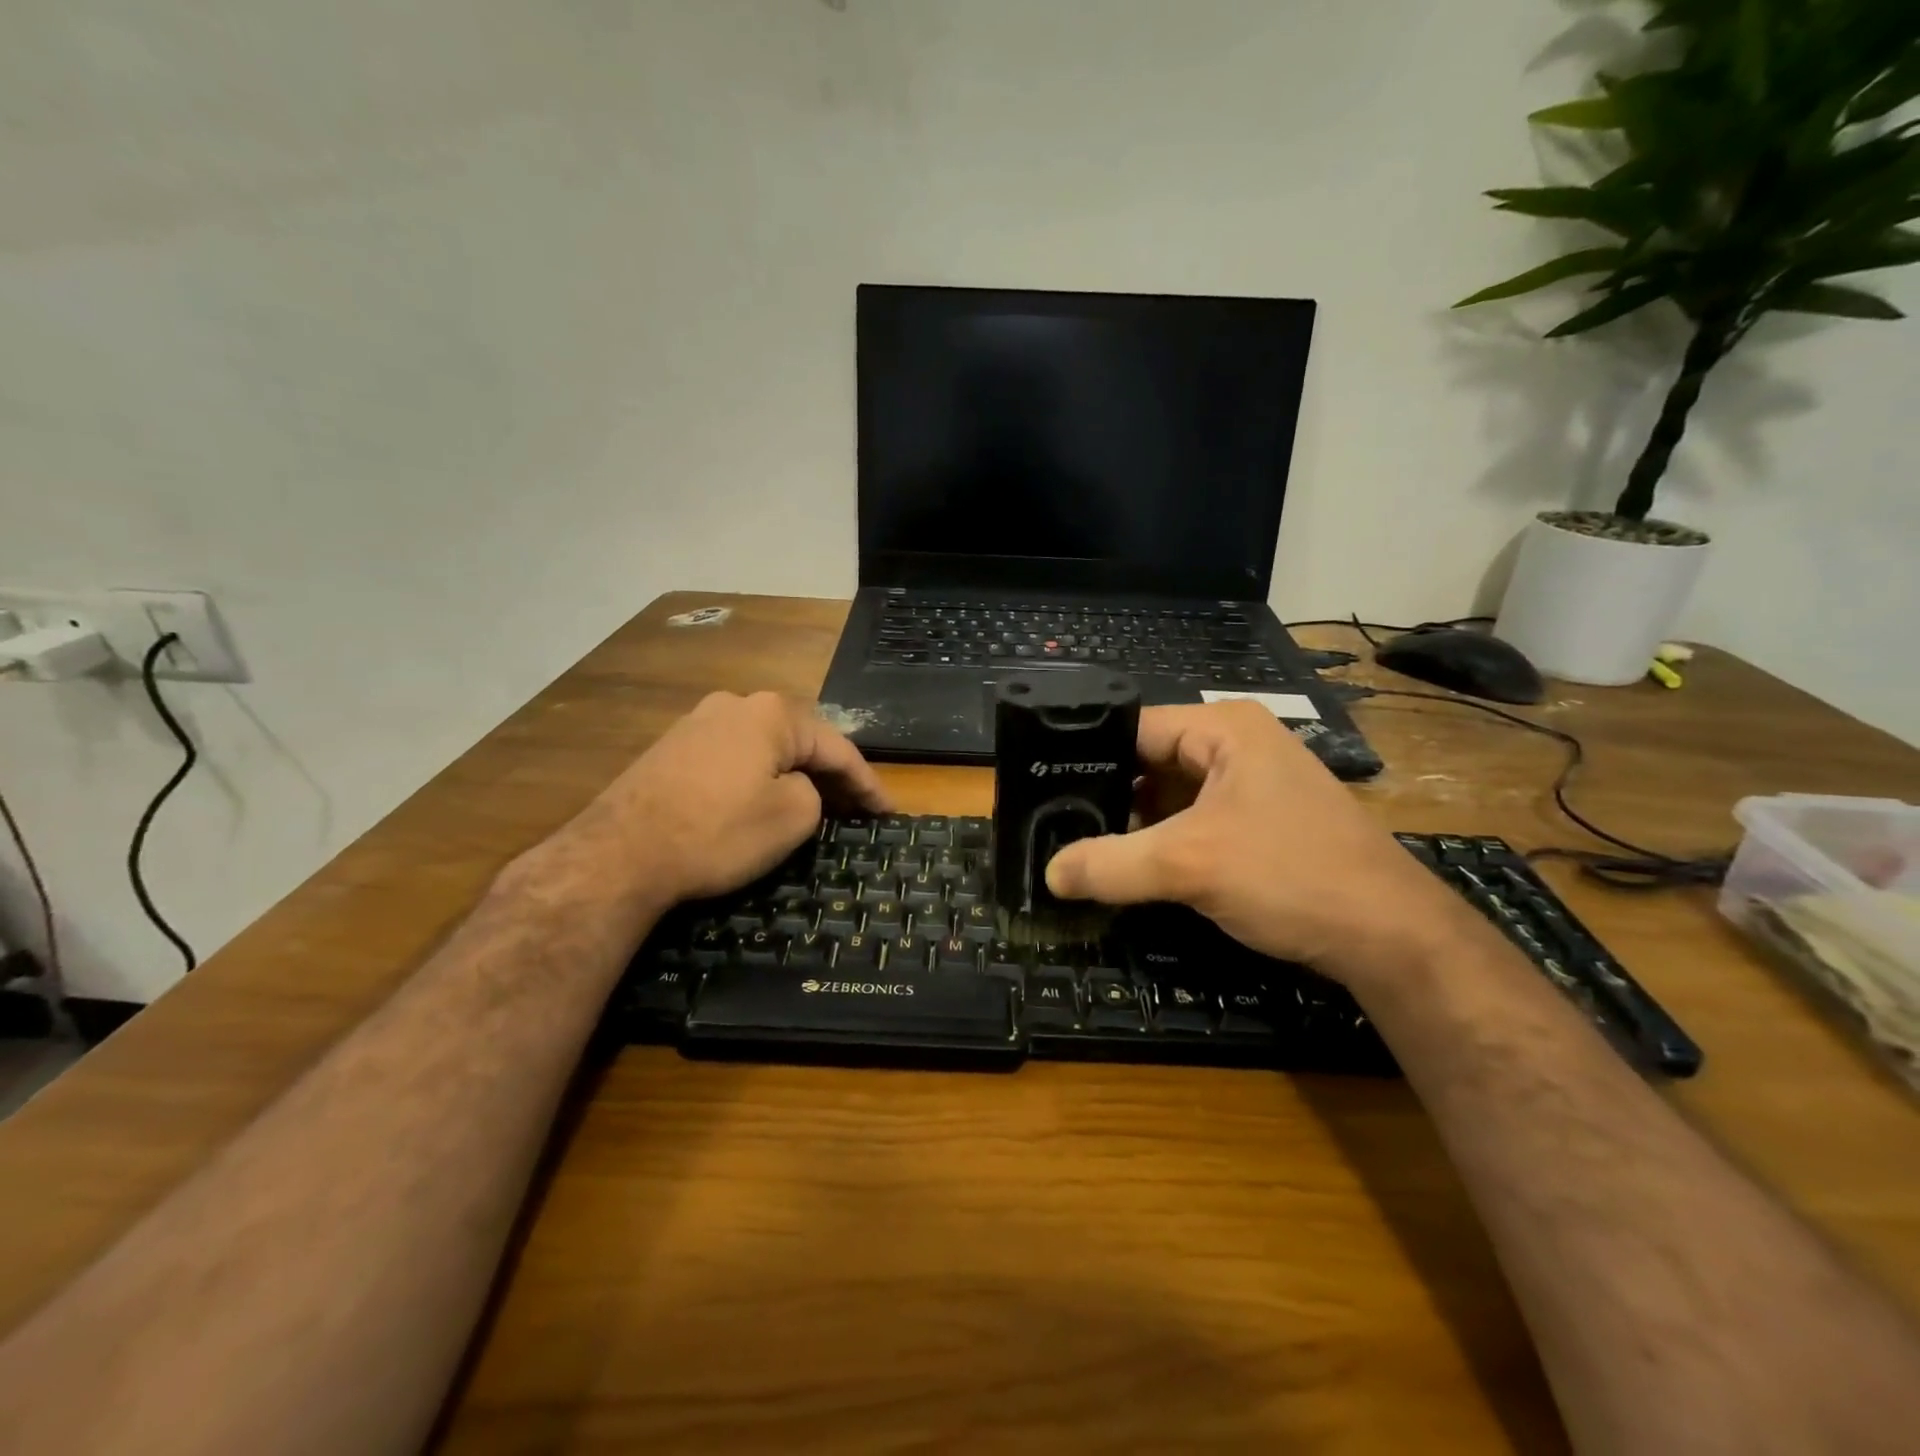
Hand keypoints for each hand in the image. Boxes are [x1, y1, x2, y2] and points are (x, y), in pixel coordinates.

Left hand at [587, 691, 890, 906]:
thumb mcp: (791, 817)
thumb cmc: (717, 832)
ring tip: (814, 805)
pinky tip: (761, 801)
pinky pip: (732, 760)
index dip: (867, 784)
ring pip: (764, 749)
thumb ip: (814, 794)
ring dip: (792, 776)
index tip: (887, 813)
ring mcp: (697, 723)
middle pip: (799, 741)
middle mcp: (735, 705)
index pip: (837, 748)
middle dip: (830, 775)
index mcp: (772, 713)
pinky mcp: (671, 750)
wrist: (619, 855)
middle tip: (855, 809)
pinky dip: (757, 779)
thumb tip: (796, 789)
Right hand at [1044, 702, 1470, 984]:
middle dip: (1105, 796)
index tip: (1038, 788)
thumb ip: (1110, 864)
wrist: (1390, 937)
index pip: (1132, 727)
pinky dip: (1159, 844)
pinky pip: (1190, 824)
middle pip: (1148, 763)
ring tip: (1075, 846)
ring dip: (1131, 825)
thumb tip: (1048, 874)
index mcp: (1223, 728)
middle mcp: (1235, 747)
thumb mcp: (1189, 865)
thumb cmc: (1291, 875)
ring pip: (1167, 798)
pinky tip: (1125, 868)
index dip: (1083, 755)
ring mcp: (1249, 788)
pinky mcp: (1255, 826)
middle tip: (1050, 824)